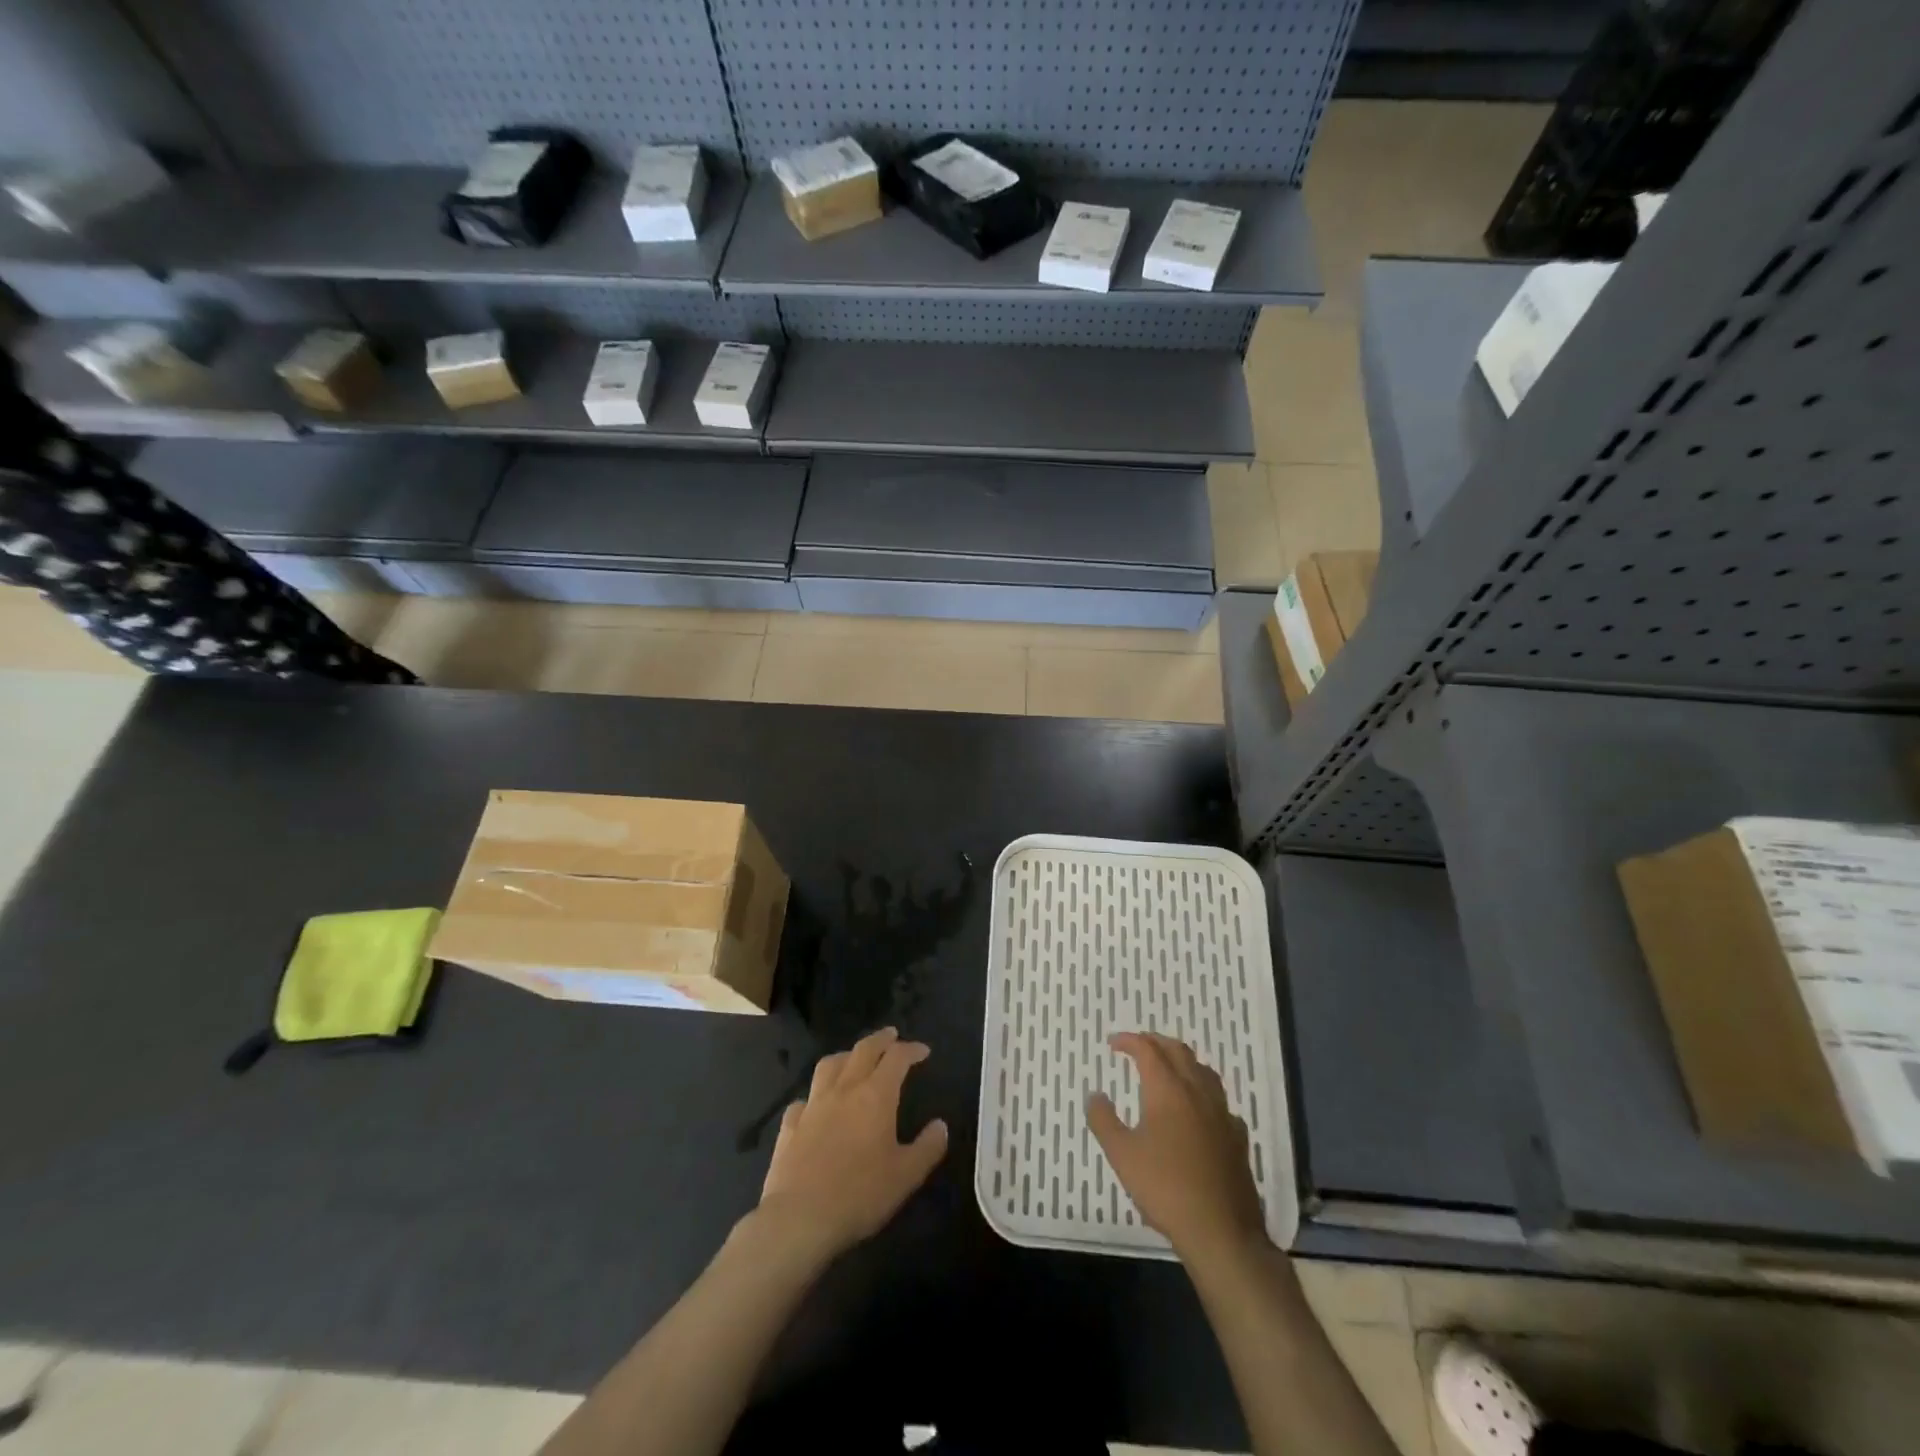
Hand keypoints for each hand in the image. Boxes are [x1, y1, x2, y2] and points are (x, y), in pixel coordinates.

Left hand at [757, 1027, 948, 1263]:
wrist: (799, 1218)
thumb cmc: (860, 1195)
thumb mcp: (906, 1176)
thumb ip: (927, 1148)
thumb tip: (941, 1125)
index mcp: (875, 1095)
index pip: (896, 1058)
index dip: (911, 1049)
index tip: (923, 1051)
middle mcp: (844, 1090)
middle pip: (862, 1050)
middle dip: (880, 1040)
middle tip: (892, 1036)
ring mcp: (813, 1105)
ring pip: (829, 1065)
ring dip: (846, 1056)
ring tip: (854, 1059)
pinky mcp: (790, 1126)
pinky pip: (804, 1100)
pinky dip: (814, 1095)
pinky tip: (816, 1105)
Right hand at [1087, 1032, 1266, 1262]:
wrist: (1221, 1230)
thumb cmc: (1165, 1187)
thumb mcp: (1121, 1155)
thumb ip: (1103, 1120)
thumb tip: (1094, 1094)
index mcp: (1167, 1089)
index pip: (1147, 1049)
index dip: (1129, 1041)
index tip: (1113, 1043)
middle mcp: (1197, 1092)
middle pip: (1178, 1051)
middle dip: (1156, 1042)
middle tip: (1138, 1046)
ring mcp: (1222, 1113)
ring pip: (1203, 1071)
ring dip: (1182, 1060)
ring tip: (1168, 1068)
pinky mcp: (1237, 1137)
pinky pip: (1219, 1101)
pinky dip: (1203, 1092)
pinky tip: (1199, 1109)